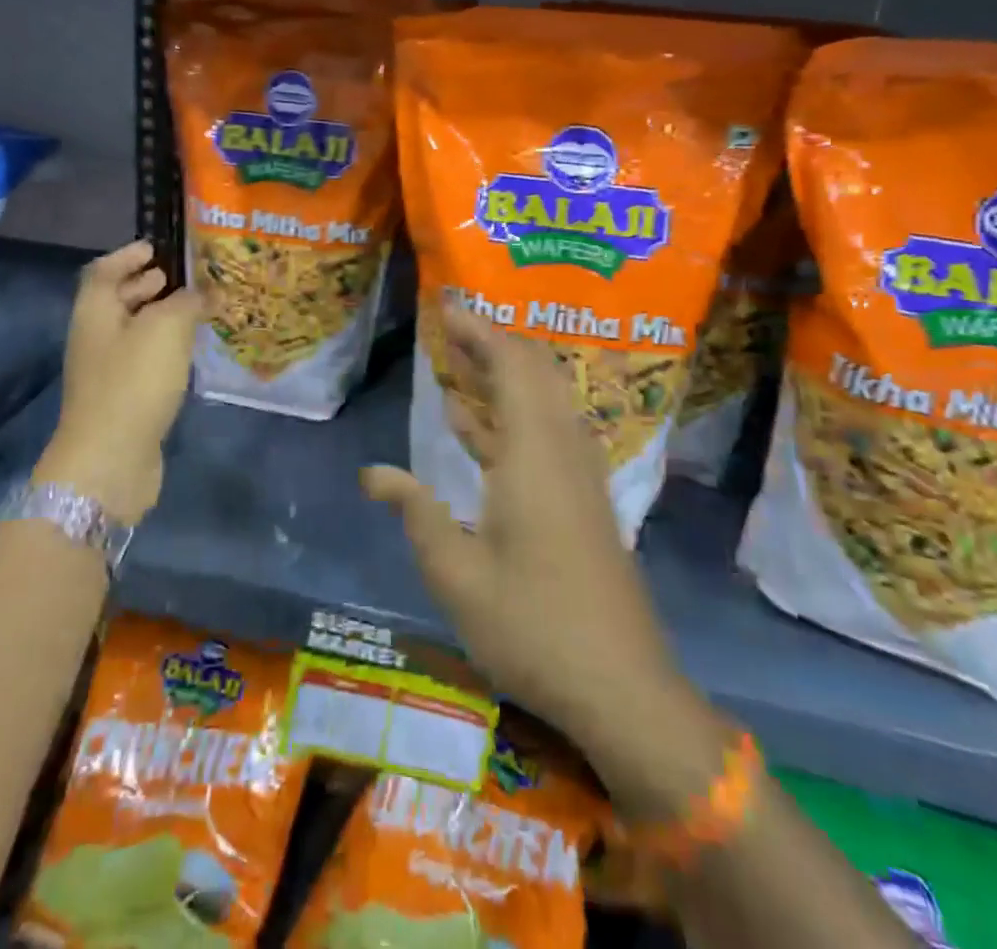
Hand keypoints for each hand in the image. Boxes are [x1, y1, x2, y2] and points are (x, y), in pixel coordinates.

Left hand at [38, 240, 198, 524]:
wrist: (109, 461)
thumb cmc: (133, 382)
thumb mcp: (166, 329)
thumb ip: (189, 302)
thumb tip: (208, 292)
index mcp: (95, 311)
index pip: (104, 270)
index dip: (128, 255)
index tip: (158, 247)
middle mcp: (95, 337)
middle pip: (118, 300)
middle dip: (149, 284)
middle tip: (186, 277)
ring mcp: (107, 371)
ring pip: (135, 332)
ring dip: (163, 317)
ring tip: (199, 310)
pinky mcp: (123, 399)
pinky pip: (145, 360)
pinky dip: (166, 348)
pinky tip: (192, 351)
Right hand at [362, 304, 701, 772]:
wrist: (624, 688)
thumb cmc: (533, 627)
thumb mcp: (456, 574)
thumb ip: (415, 511)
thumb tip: (372, 473)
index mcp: (533, 456)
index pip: (511, 366)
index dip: (479, 332)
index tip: (447, 308)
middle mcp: (562, 451)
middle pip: (535, 372)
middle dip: (492, 344)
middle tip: (448, 330)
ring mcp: (578, 475)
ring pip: (544, 401)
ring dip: (503, 377)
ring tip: (457, 366)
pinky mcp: (583, 499)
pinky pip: (547, 432)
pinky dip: (513, 414)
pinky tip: (479, 428)